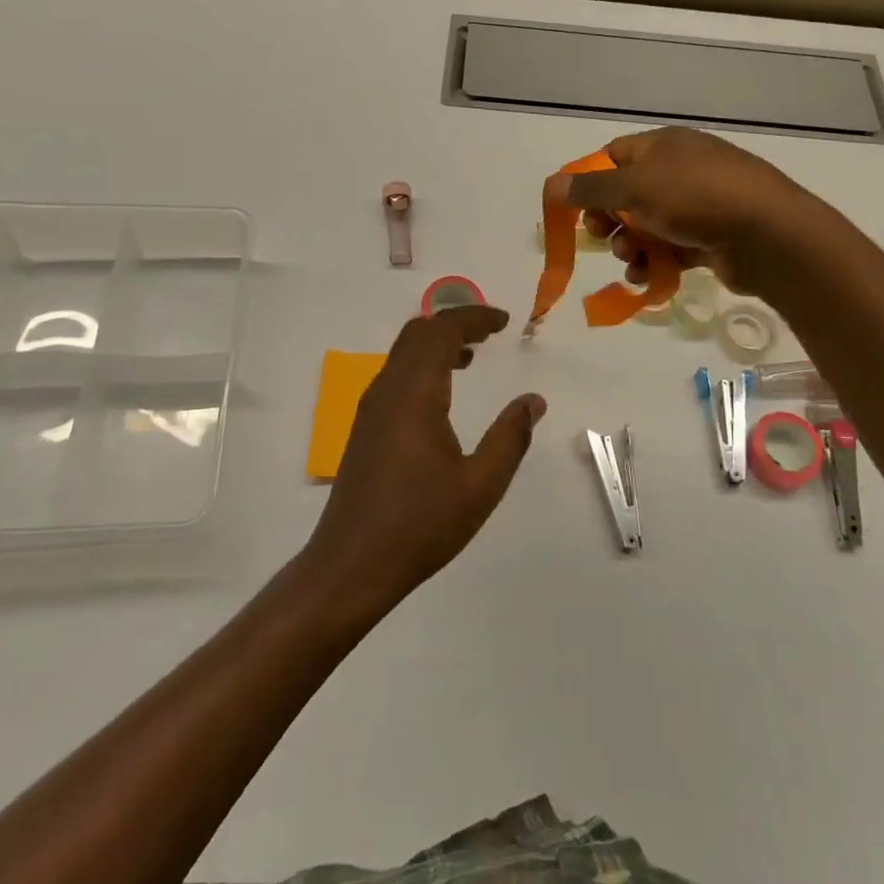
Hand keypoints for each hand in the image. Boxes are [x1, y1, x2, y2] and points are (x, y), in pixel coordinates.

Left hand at [306, 305, 542, 610]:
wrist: (350, 566)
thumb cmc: (419, 525)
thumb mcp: (479, 487)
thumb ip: (509, 438)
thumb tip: (533, 401)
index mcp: (414, 394)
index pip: (441, 330)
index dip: (473, 317)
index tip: (504, 322)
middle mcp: (387, 390)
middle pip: (418, 332)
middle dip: (455, 323)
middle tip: (491, 333)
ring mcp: (371, 408)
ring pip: (403, 352)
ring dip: (438, 343)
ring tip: (474, 355)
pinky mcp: (366, 427)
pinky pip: (396, 374)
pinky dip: (423, 364)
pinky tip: (444, 393)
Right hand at [545, 127, 812, 293]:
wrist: (768, 234)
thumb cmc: (695, 198)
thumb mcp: (635, 188)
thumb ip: (590, 188)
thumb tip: (552, 183)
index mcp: (663, 145)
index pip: (613, 156)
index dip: (590, 181)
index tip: (576, 209)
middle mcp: (680, 169)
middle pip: (628, 194)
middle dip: (610, 220)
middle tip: (603, 237)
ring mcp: (699, 203)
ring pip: (648, 225)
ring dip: (630, 246)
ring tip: (631, 261)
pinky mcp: (711, 236)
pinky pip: (671, 248)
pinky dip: (656, 262)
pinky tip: (648, 278)